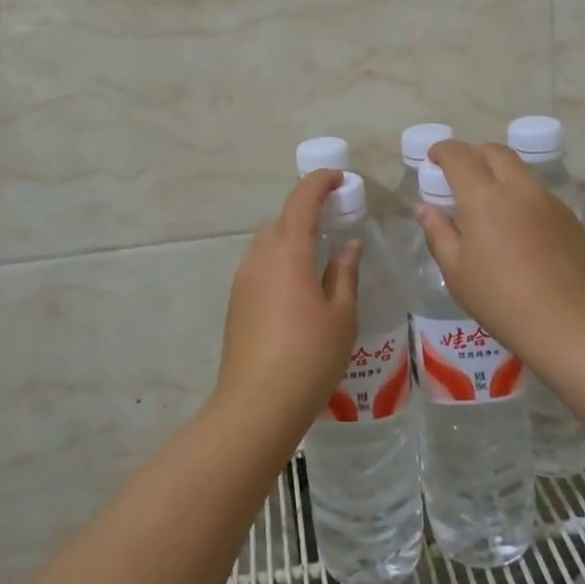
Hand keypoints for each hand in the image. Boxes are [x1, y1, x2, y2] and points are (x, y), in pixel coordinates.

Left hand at [214, 170, 360, 437]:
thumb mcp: (341, 315)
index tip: (340, 178)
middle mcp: (260, 257)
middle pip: (281, 219)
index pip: (302, 201)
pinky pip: (259, 264)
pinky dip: (280, 259)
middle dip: (306, 211)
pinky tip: (298, 285)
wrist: (256, 405)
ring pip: (267, 241)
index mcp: (289, 252)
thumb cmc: (309, 358)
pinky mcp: (236, 301)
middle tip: (335, 219)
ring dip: (291, 236)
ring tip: (318, 254)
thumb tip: (348, 245)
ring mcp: (243, 279)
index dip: (319, 183)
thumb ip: (344, 273)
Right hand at [416, 140, 584, 356]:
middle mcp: (519, 189)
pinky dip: (522, 197)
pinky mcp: (571, 219)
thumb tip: (425, 208)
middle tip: (459, 175)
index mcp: (484, 197)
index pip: (460, 155)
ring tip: (489, 204)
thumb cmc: (502, 301)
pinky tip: (519, 230)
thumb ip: (438, 233)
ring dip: (499, 175)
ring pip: (520, 172)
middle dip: (473, 154)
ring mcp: (550, 202)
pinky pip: (540, 195)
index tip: (433, 159)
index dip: (443, 150)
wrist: (572, 326)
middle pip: (495, 152)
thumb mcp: (456, 272)